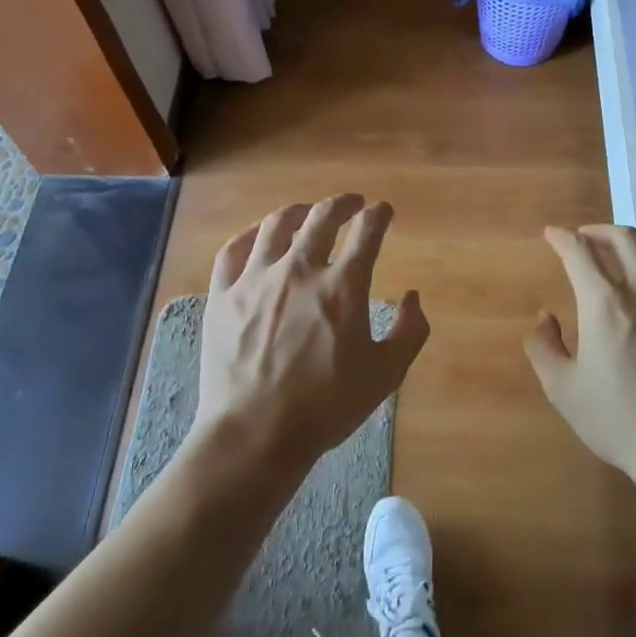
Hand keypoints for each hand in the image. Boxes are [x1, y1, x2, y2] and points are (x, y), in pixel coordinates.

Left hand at [195, 195, 428, 475]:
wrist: (255, 433)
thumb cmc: (326, 407)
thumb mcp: (385, 375)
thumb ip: (409, 332)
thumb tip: (412, 297)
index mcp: (343, 286)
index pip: (367, 231)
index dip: (379, 215)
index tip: (384, 212)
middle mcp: (300, 270)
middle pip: (323, 217)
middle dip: (343, 203)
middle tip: (352, 203)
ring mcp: (256, 279)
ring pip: (277, 225)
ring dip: (298, 211)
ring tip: (307, 212)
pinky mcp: (223, 295)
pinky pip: (233, 250)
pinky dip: (250, 235)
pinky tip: (259, 236)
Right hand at [524, 224, 635, 491]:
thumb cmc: (619, 420)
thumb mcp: (562, 389)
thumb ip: (544, 346)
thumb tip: (545, 317)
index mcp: (605, 302)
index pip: (579, 251)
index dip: (562, 238)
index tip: (552, 235)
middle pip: (623, 238)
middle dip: (598, 230)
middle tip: (585, 237)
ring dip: (634, 242)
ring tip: (622, 250)